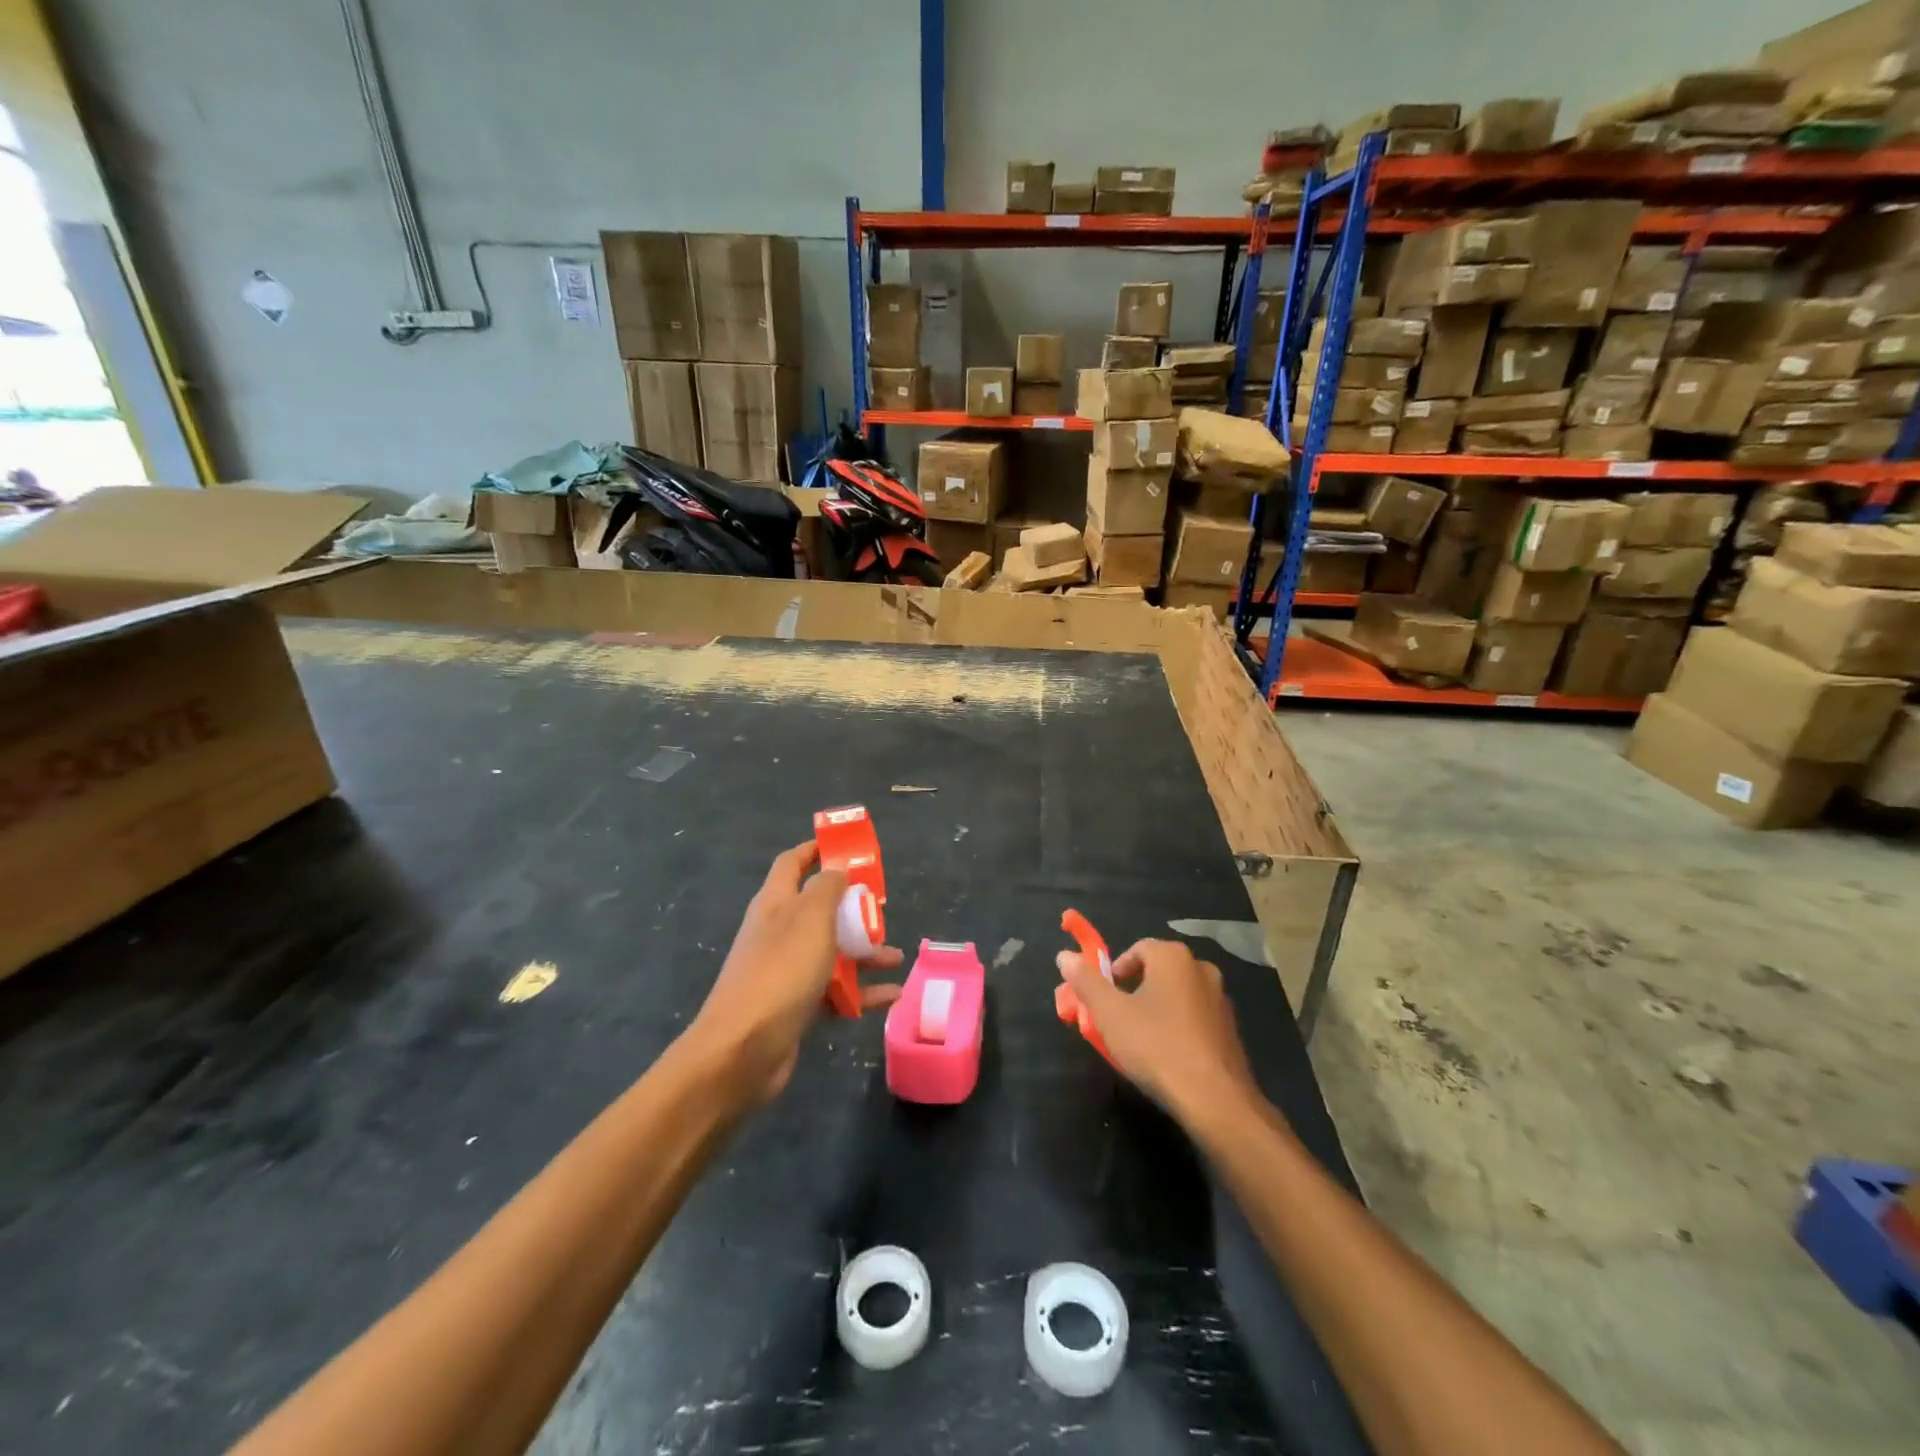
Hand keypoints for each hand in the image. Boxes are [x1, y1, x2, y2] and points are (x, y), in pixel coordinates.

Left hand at [690, 842, 902, 1105]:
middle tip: (881, 907)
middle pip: (818, 909)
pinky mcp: (795, 1006)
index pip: (792, 863)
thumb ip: (827, 888)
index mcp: (775, 904)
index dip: (816, 850)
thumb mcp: (810, 919)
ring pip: (831, 951)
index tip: (846, 846)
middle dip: (851, 907)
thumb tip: (836, 869)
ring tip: (895, 957)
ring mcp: (785, 971)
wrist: (742, 1051)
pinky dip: (861, 991)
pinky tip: (891, 995)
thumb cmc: (780, 972)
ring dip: (864, 952)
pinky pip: (835, 991)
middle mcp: (778, 933)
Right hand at [1057, 938, 1257, 1119]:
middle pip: (1157, 971)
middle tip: (1117, 1020)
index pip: (1136, 949)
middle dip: (1133, 991)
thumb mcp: (1110, 1014)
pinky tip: (1167, 1056)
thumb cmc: (1156, 1047)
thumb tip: (1064, 956)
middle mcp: (1201, 969)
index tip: (1103, 1000)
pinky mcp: (1231, 1029)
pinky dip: (1177, 1028)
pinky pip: (1194, 1018)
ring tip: (1140, 1041)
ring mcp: (1221, 1000)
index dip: (1115, 972)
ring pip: (1176, 995)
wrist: (1216, 1100)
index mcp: (1173, 957)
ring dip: (1156, 1010)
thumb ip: (1086, 981)